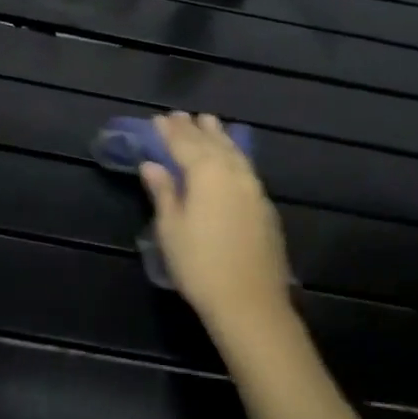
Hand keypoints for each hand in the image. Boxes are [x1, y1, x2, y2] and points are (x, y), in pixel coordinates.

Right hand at [138, 113, 292, 329]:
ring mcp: (254, 188)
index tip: (159, 118)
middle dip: (194, 129)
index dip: (170, 131)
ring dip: (219, 137)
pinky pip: (245, 167)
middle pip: (211, 143)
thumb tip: (152, 165)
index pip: (184, 143)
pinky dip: (233, 155)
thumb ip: (163, 192)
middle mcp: (233, 172)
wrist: (250, 302)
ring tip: (210, 123)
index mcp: (207, 173)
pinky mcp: (265, 206)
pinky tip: (231, 158)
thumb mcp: (171, 229)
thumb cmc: (200, 265)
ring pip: (234, 152)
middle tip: (181, 115)